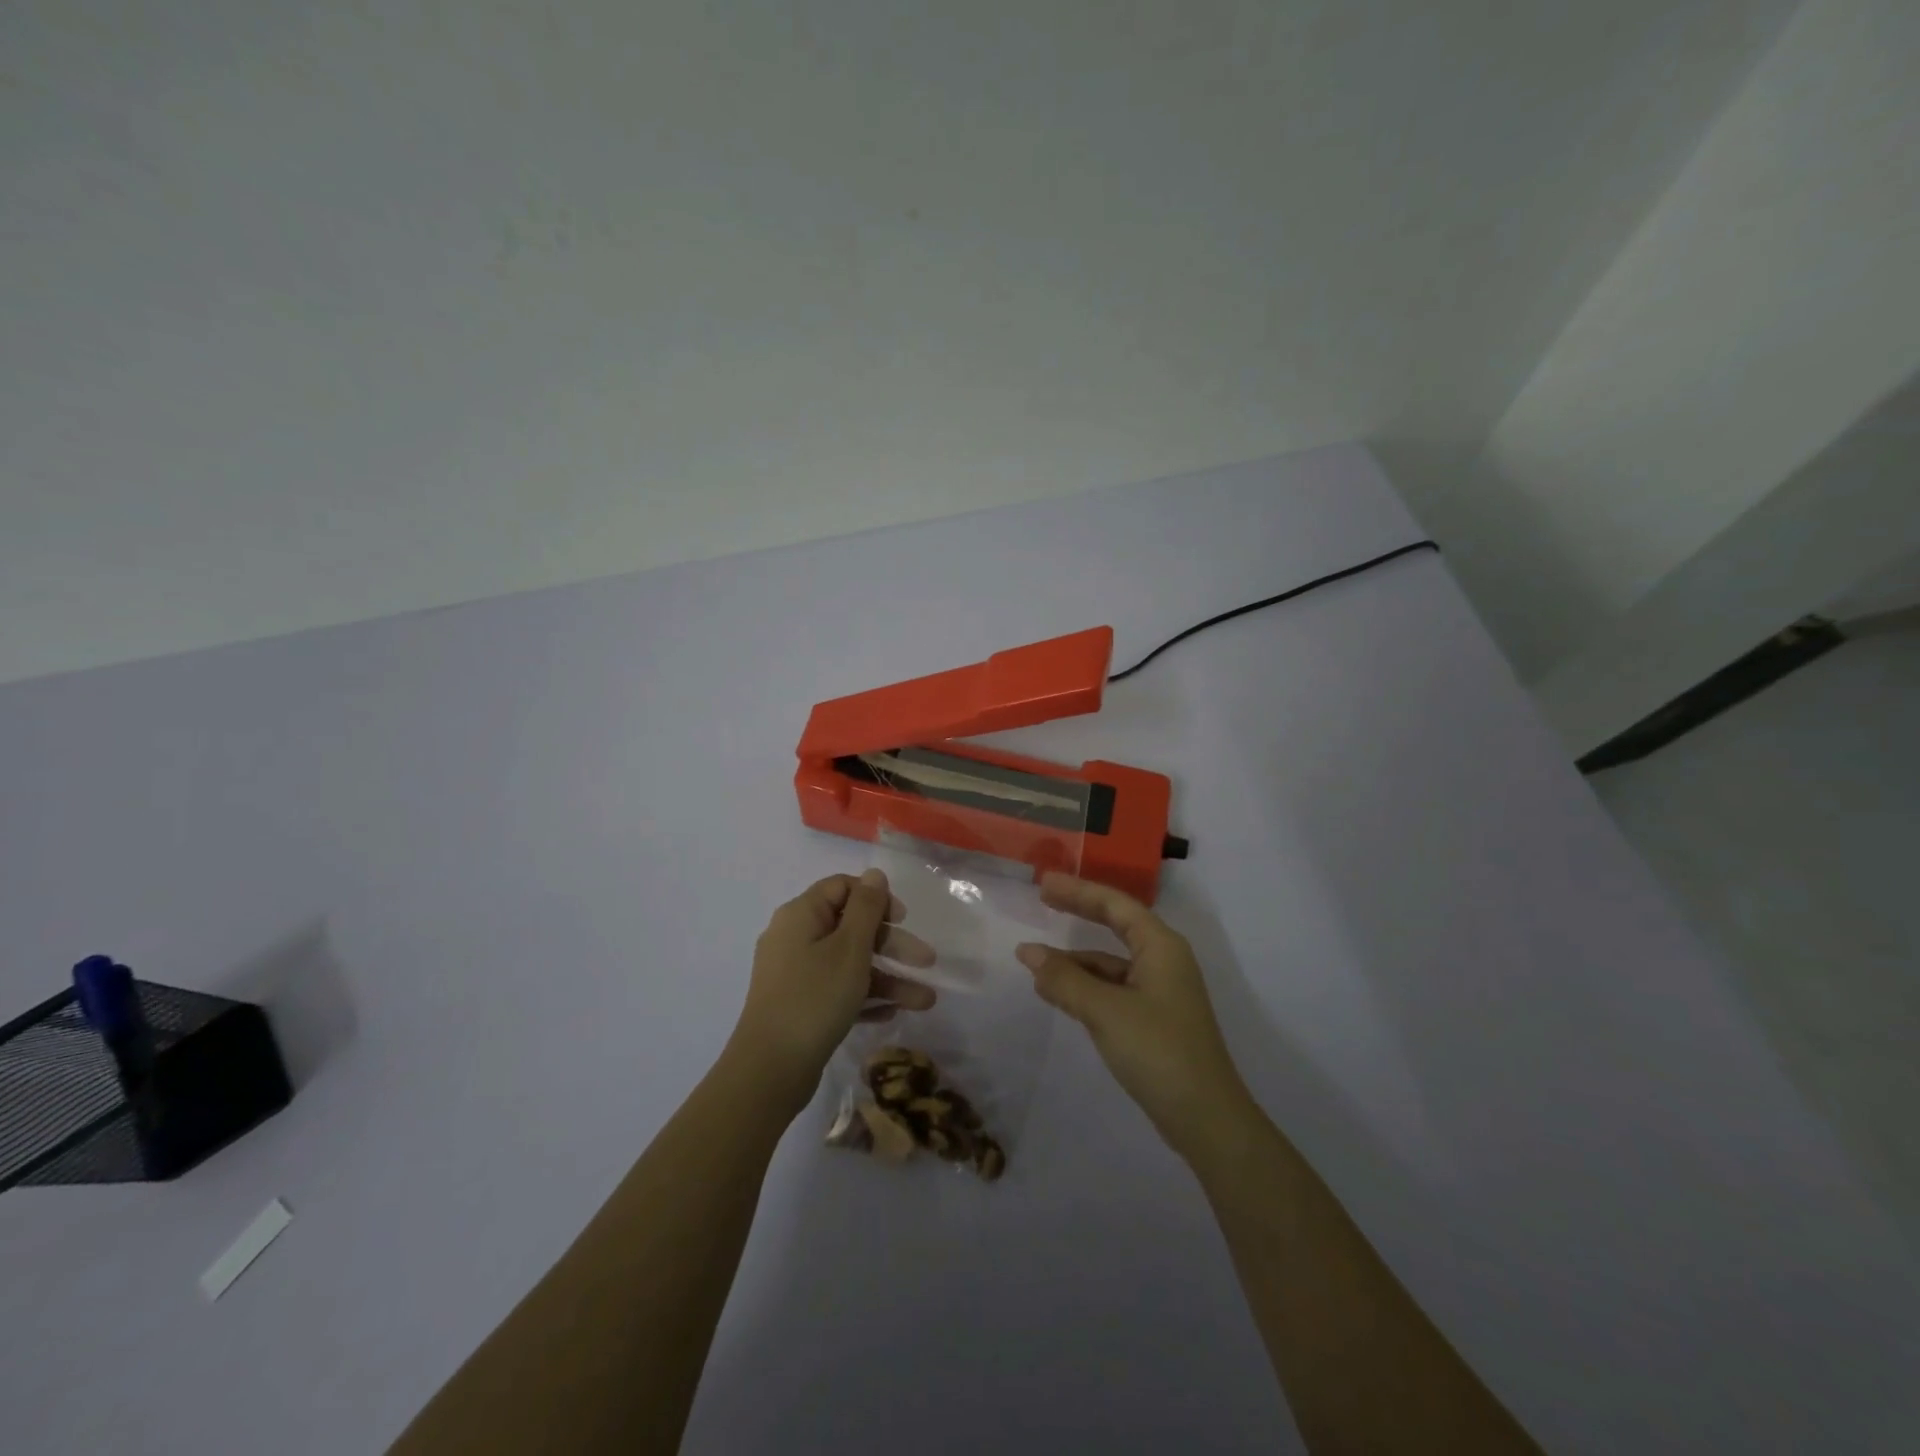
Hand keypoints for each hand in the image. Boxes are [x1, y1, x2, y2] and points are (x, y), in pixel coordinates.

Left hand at [729, 869, 936, 1112]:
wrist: (770, 1070)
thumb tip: (874, 874)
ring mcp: (795, 974)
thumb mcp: (849, 948)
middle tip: (927, 962)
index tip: (903, 918)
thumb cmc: (814, 998)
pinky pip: (838, 990)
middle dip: (893, 945)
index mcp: (801, 915)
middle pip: (851, 928)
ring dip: (889, 978)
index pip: (842, 888)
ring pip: (849, 964)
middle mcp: (795, 938)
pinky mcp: (800, 1006)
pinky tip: (893, 1013)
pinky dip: (865, 997)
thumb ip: (866, 907)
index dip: (876, 898)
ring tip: (925, 1002)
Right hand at [1017, 873, 1252, 1161]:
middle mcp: (1164, 960)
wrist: (1206, 1119)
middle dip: (1080, 911)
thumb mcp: (1105, 1011)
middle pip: (1116, 924)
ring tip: (1035, 960)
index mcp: (1161, 946)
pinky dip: (1085, 985)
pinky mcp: (1154, 1019)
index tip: (1044, 883)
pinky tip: (1058, 993)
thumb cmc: (1158, 1050)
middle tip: (1043, 898)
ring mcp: (1160, 991)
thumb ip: (1064, 979)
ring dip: (1076, 959)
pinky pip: (1113, 987)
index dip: (1078, 890)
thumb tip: (1028, 952)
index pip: (1115, 904)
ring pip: (1111, 961)